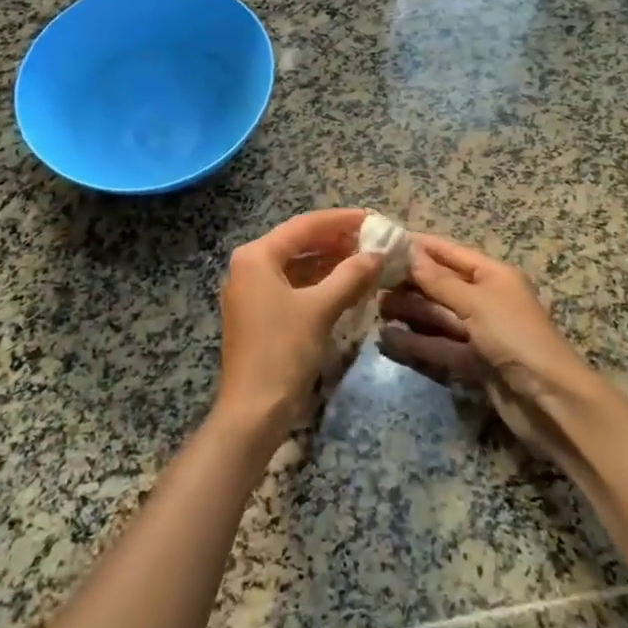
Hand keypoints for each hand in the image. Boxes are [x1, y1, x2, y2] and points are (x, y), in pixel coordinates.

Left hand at [215, 209, 382, 439]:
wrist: (253, 409)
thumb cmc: (283, 351)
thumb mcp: (320, 309)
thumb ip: (350, 276)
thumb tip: (378, 253)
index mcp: (256, 256)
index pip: (304, 225)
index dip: (340, 220)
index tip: (373, 218)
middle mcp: (249, 266)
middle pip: (298, 242)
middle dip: (336, 241)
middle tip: (372, 239)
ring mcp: (251, 290)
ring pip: (296, 265)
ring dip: (329, 262)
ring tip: (365, 260)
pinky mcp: (258, 313)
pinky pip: (292, 286)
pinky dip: (318, 283)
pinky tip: (345, 286)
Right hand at [378, 234, 600, 461]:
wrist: (551, 401)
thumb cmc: (516, 337)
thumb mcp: (476, 302)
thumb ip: (439, 281)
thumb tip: (409, 252)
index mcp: (493, 275)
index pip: (450, 253)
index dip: (419, 247)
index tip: (384, 242)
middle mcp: (486, 299)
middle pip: (441, 285)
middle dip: (409, 282)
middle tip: (370, 280)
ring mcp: (480, 333)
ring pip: (437, 316)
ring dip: (409, 312)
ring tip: (374, 309)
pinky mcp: (474, 363)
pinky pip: (440, 346)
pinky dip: (417, 343)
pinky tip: (388, 340)